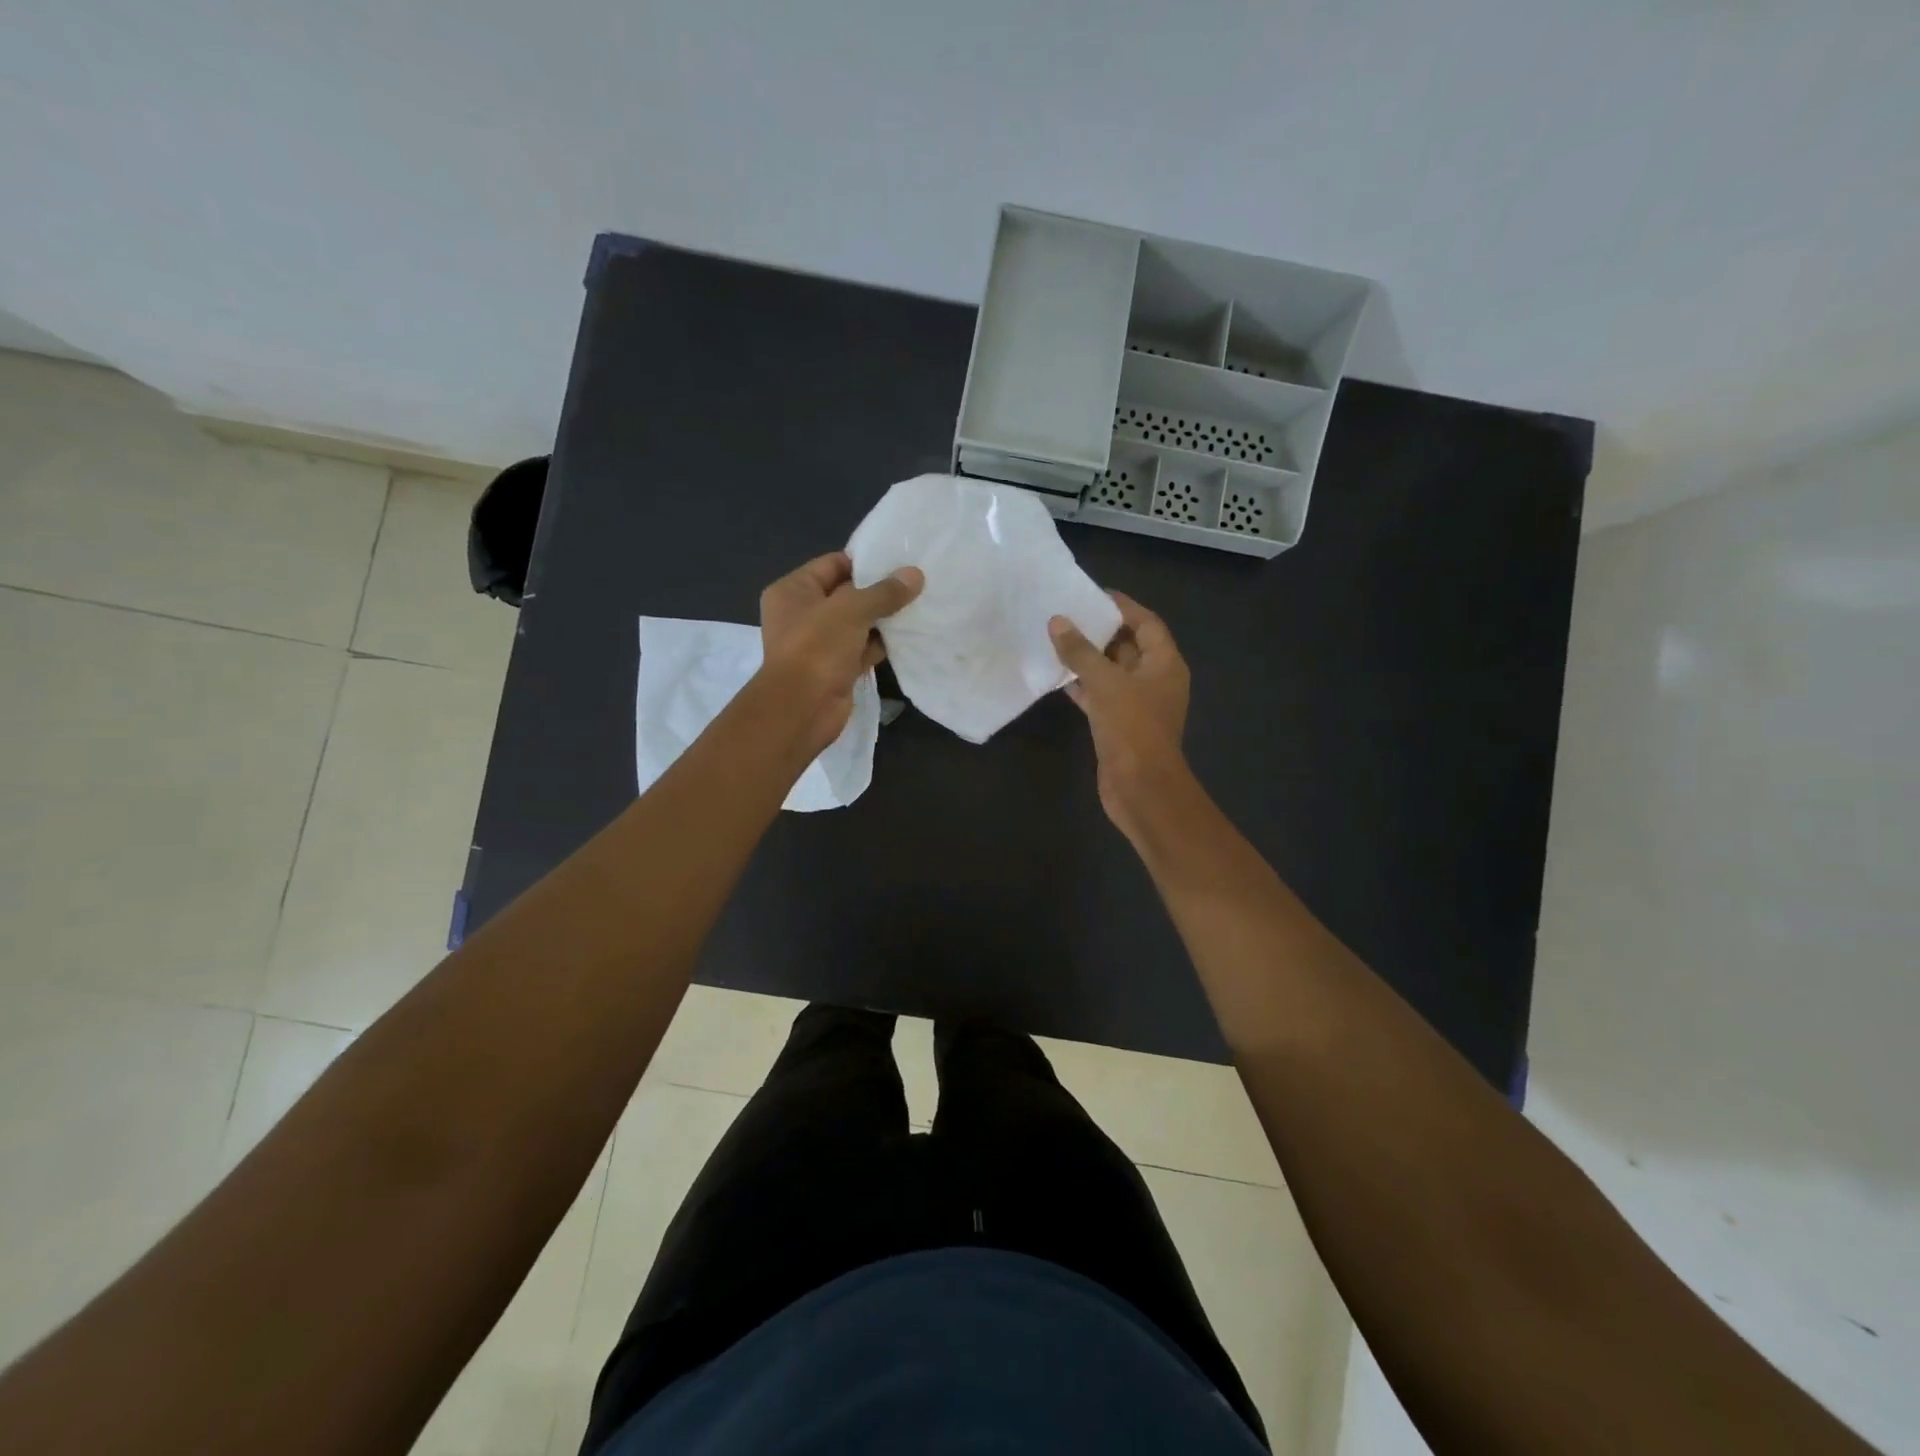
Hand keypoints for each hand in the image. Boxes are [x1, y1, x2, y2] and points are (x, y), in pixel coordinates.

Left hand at [758, 551, 922, 752]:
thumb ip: (884, 592)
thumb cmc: (817, 648)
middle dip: (879, 590)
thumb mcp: (852, 610)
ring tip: (920, 604)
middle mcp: (803, 614)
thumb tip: (915, 575)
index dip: (865, 561)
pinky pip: (863, 649)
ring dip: (884, 618)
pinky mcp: (836, 668)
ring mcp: (820, 644)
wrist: (802, 709)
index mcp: (794, 591)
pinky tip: (910, 635)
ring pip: (857, 624)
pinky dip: (882, 644)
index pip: (832, 564)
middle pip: (847, 594)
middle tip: (917, 582)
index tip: (899, 559)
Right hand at [1049, 593, 1191, 837]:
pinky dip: (1082, 686)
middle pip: (1128, 646)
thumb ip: (1081, 652)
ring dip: (1088, 659)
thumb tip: (1058, 621)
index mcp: (1164, 664)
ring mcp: (1137, 704)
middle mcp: (1155, 680)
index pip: (1146, 623)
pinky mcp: (1119, 725)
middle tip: (1067, 613)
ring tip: (1057, 639)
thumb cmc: (1132, 729)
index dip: (1122, 606)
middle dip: (1100, 631)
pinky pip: (1100, 696)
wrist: (1141, 789)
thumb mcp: (1106, 684)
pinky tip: (1056, 677)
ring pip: (1111, 672)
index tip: (1092, 594)